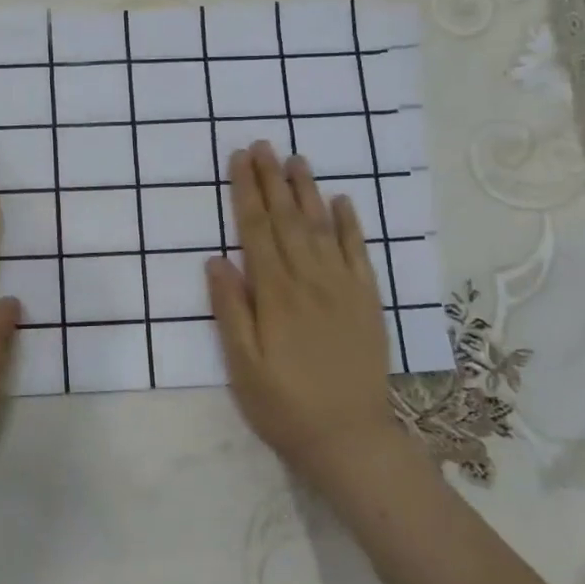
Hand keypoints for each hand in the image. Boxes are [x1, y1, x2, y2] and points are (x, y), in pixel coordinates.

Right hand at [207, 142, 409, 486]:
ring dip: (308, 191)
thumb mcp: (243, 366)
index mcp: (275, 294)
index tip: (239, 159)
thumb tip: (216, 260)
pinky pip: (359, 253)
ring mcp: (344, 288)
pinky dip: (351, 225)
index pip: (256, 230)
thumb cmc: (284, 405)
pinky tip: (343, 201)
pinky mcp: (368, 301)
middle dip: (272, 180)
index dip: (246, 192)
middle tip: (263, 144)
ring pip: (323, 227)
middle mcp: (310, 280)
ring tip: (296, 159)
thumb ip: (230, 310)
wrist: (350, 438)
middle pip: (288, 220)